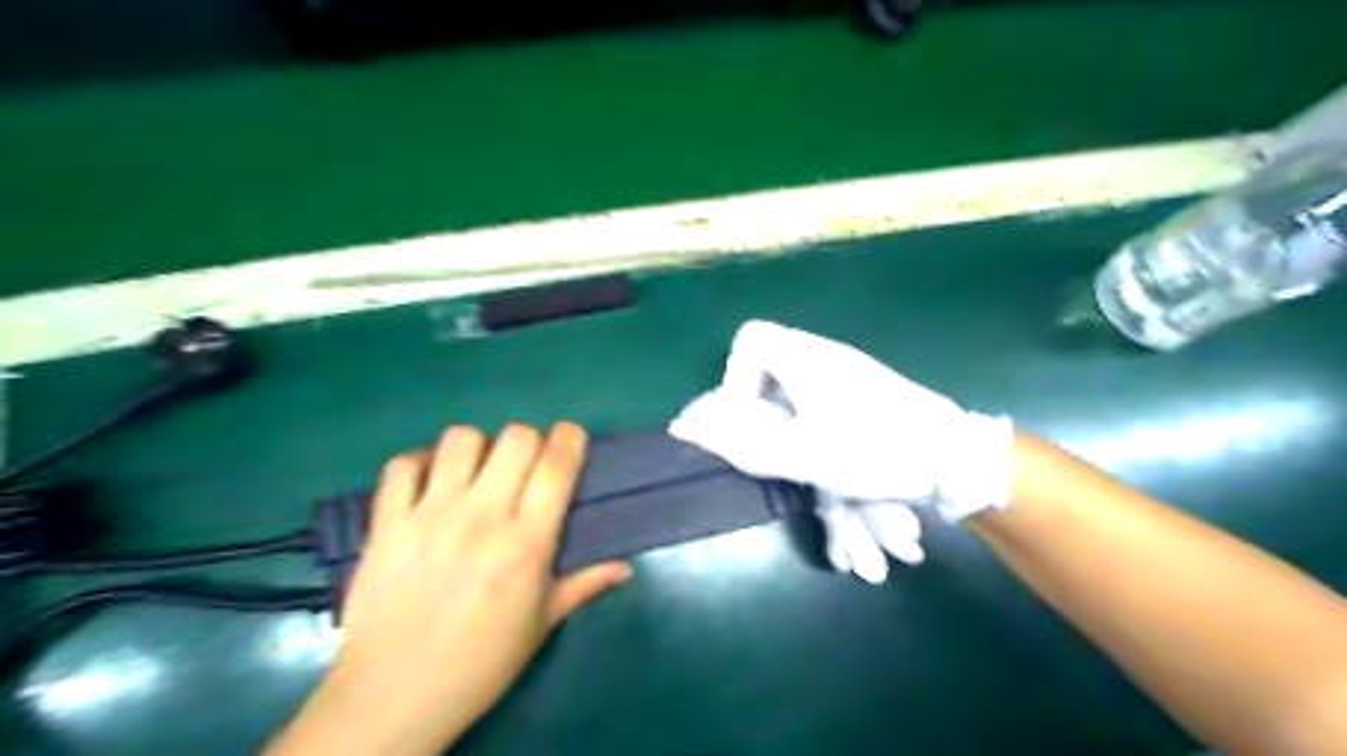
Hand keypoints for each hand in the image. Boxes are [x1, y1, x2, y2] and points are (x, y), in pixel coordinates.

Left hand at [271, 424, 636, 755]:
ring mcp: (430, 514)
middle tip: (525, 464)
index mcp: (526, 542)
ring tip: (476, 471)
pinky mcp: (388, 522)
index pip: (556, 465)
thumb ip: (584, 585)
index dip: (569, 439)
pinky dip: (419, 463)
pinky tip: (429, 482)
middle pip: (515, 438)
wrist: (393, 697)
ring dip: (477, 447)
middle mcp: (482, 516)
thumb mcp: (541, 625)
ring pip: (460, 440)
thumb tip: (626, 568)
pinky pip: (402, 465)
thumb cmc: (480, 663)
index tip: (570, 439)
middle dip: (529, 440)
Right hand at [667, 318, 1014, 585]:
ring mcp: (846, 371)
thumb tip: (693, 433)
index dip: (736, 377)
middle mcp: (825, 355)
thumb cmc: (878, 450)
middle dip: (758, 406)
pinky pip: (816, 397)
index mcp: (807, 358)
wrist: (955, 456)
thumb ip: (745, 445)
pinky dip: (806, 423)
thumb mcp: (805, 455)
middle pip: (768, 364)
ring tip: (796, 457)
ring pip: (793, 385)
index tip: (747, 418)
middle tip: (768, 443)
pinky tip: (822, 456)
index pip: (750, 339)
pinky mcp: (862, 391)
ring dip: (783, 420)